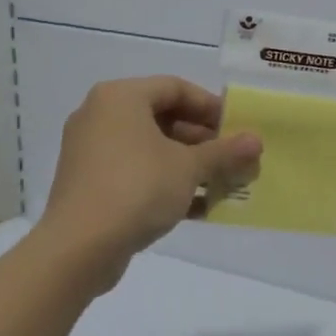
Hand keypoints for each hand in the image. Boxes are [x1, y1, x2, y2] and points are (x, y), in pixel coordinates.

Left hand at [38, 76, 261, 281]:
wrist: (79, 247)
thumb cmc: (137, 188)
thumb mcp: (189, 167)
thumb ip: (224, 152)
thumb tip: (256, 141)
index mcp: (121, 97)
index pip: (175, 87)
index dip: (210, 106)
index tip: (237, 128)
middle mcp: (101, 116)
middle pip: (163, 118)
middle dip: (203, 140)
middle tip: (233, 158)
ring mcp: (92, 151)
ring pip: (151, 148)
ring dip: (189, 165)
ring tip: (222, 184)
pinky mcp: (90, 184)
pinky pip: (135, 173)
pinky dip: (166, 183)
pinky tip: (199, 208)